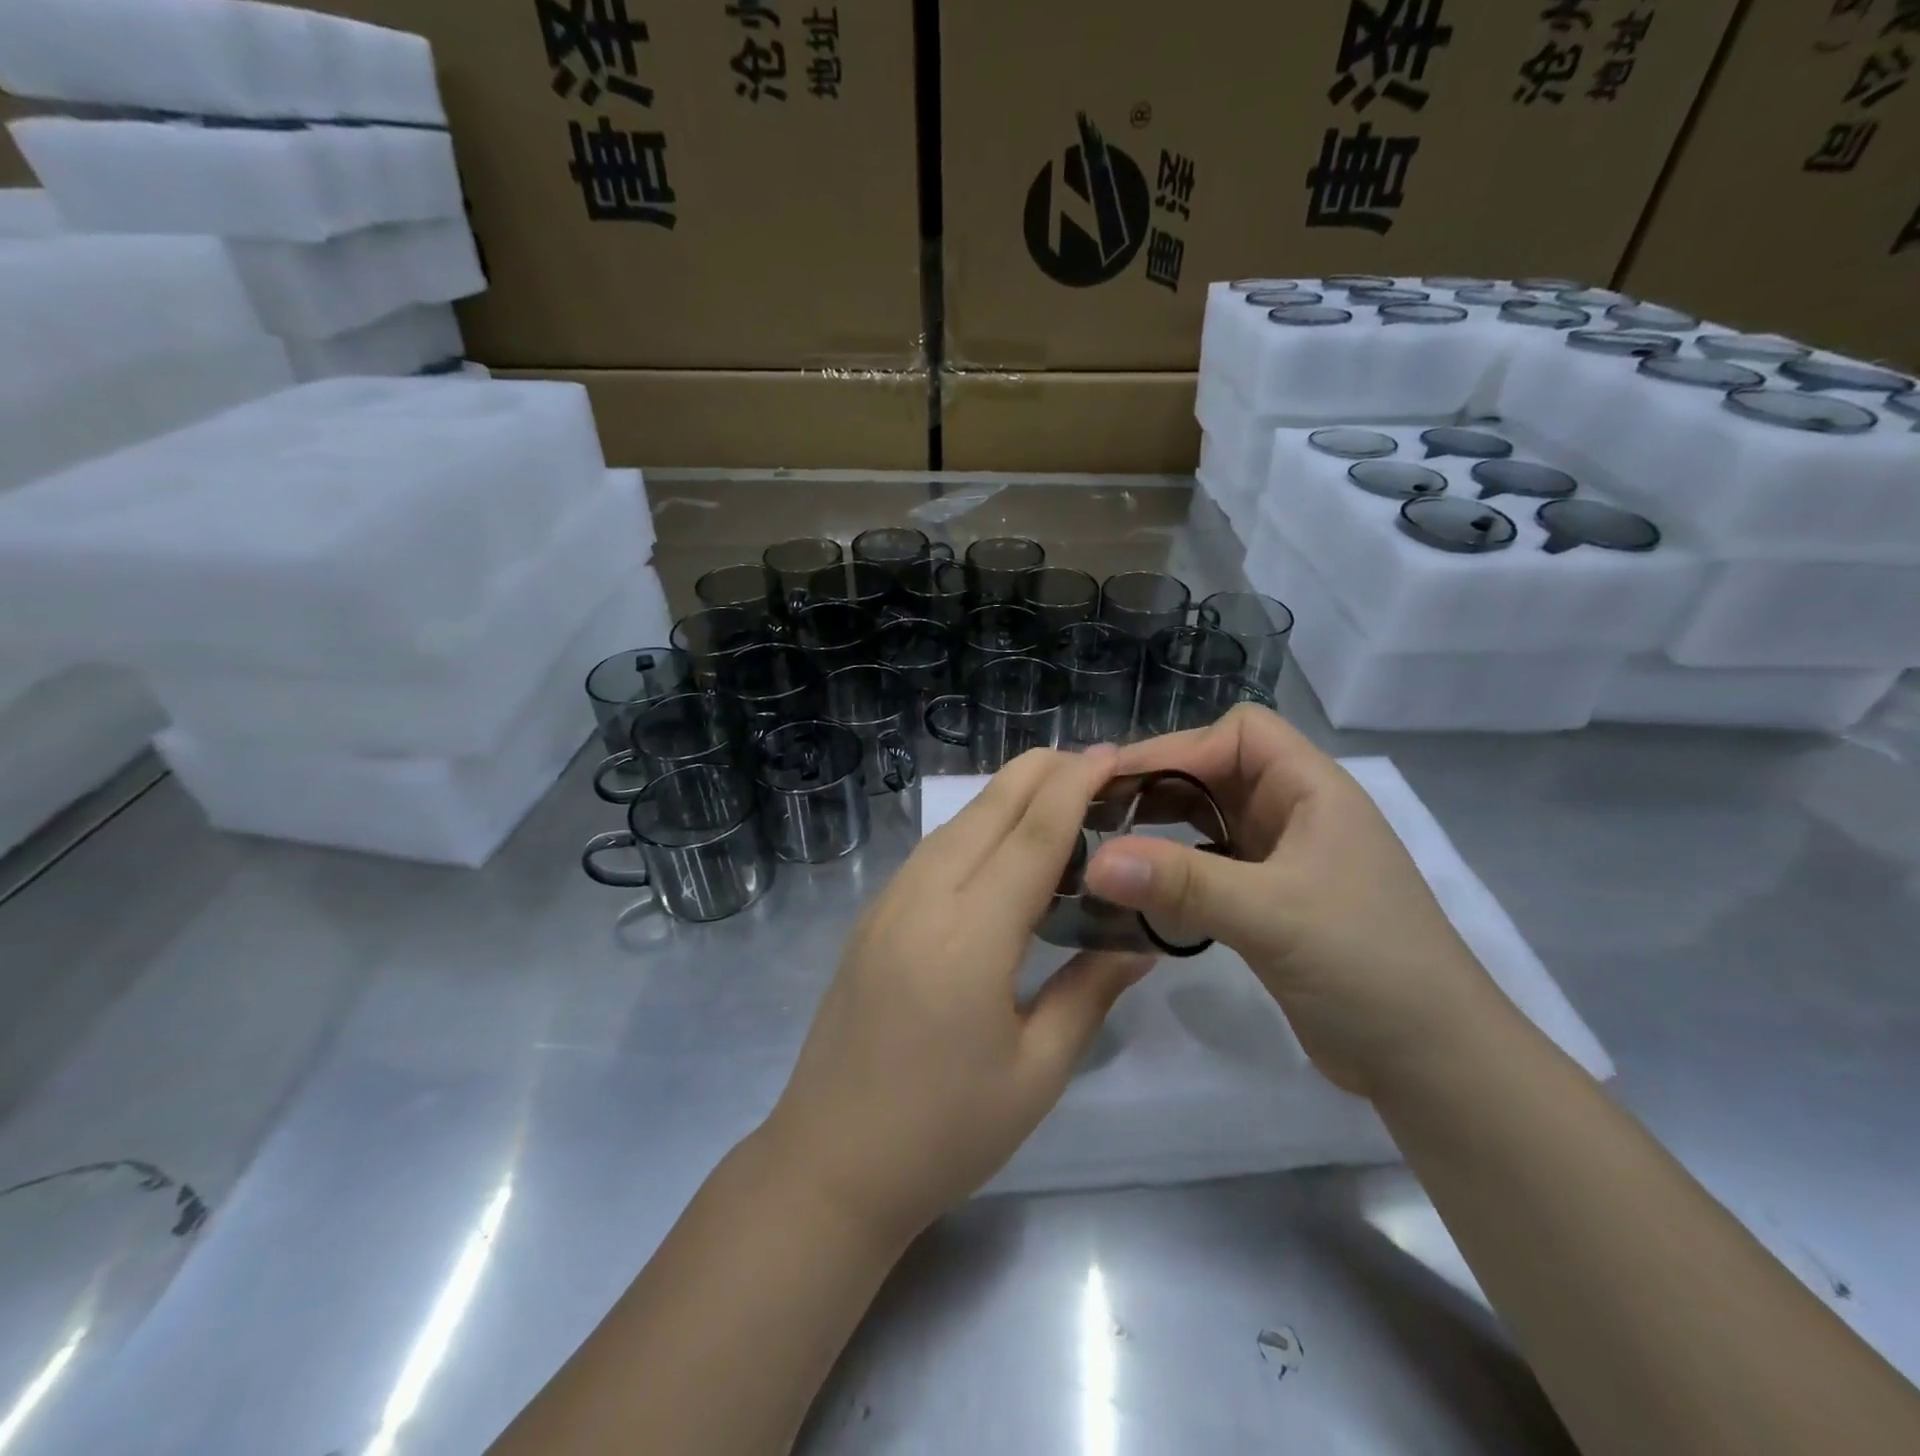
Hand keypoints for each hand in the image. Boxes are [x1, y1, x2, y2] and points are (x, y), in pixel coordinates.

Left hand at [763, 747, 1152, 1241]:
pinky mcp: (871, 919)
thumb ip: (1089, 991)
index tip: (1109, 755)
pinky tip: (997, 846)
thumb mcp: (1037, 1071)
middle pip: (987, 811)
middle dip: (1039, 773)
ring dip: (1005, 798)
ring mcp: (887, 905)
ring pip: (955, 826)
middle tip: (1090, 763)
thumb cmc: (944, 1133)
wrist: (829, 1165)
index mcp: (970, 936)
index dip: (1074, 787)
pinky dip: (973, 830)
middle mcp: (923, 900)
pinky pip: (931, 853)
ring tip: (1054, 795)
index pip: (1033, 836)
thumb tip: (1139, 942)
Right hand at [1081, 706, 1513, 1096]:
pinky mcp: (1269, 902)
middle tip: (1093, 813)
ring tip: (1104, 844)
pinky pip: (1209, 867)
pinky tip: (1138, 889)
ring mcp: (1282, 860)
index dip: (1180, 746)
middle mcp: (1296, 814)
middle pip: (1216, 772)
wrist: (1432, 1064)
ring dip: (1160, 828)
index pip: (1239, 733)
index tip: (1119, 782)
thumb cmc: (1368, 967)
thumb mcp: (1273, 915)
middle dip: (1158, 785)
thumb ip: (1182, 884)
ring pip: (1208, 820)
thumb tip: (1094, 862)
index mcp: (1312, 791)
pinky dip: (1173, 870)